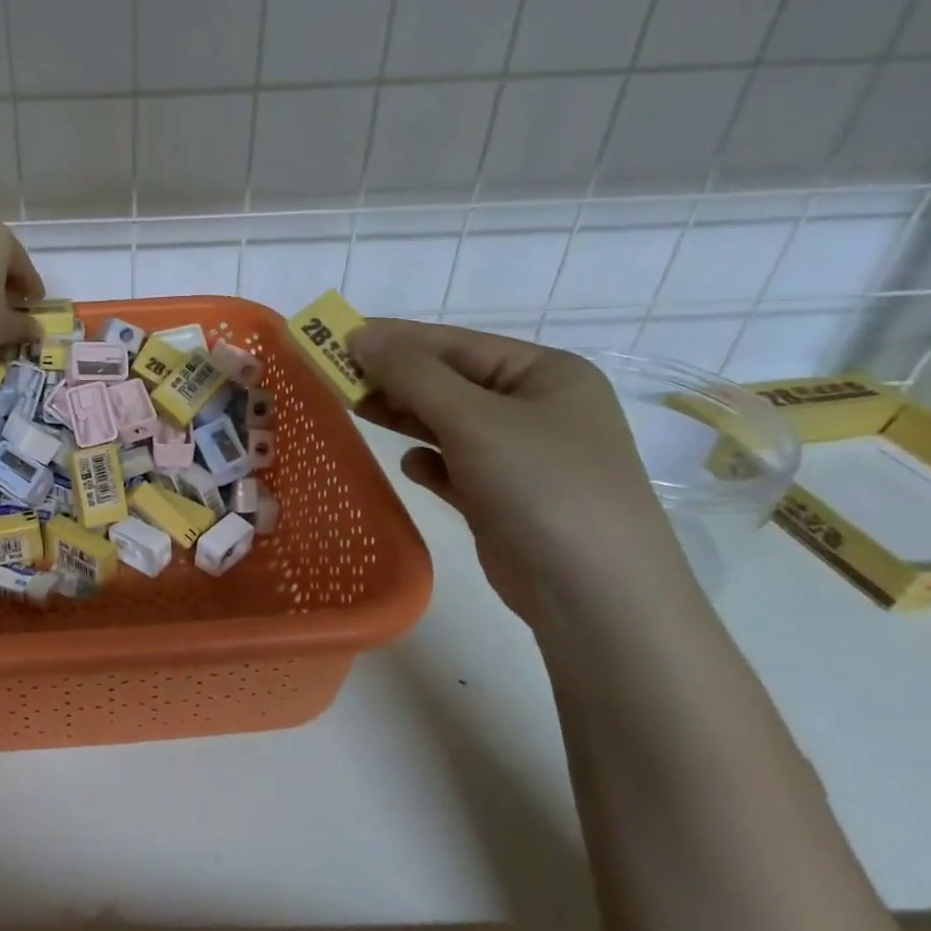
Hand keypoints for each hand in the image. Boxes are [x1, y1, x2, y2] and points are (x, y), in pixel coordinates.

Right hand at [347, 319, 689, 622]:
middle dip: (395, 379)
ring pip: (448, 423)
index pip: (456, 343)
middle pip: (450, 381)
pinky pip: (455, 466)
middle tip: (334, 376)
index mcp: (546, 373)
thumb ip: (412, 374)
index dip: (395, 338)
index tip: (336, 336)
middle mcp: (537, 408)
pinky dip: (430, 462)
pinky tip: (412, 466)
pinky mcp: (504, 497)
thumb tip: (359, 334)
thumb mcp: (473, 419)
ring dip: (405, 416)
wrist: (596, 596)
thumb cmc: (541, 486)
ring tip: (355, 409)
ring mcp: (522, 456)